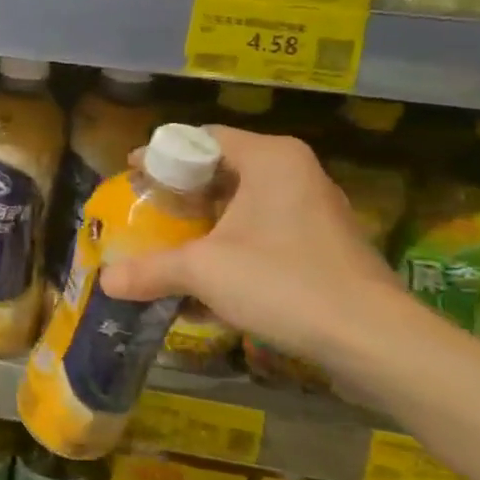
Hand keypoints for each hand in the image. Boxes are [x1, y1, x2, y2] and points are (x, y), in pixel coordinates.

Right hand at [100, 127, 405, 368]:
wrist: (374, 341)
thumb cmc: (283, 282)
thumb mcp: (203, 271)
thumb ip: (150, 270)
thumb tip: (105, 282)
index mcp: (270, 159)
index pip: (202, 138)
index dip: (161, 155)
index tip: (132, 175)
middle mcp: (296, 173)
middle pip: (223, 169)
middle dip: (181, 192)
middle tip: (148, 210)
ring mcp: (316, 209)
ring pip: (245, 203)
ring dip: (206, 221)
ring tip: (172, 243)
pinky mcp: (325, 245)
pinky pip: (266, 230)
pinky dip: (233, 243)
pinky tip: (212, 275)